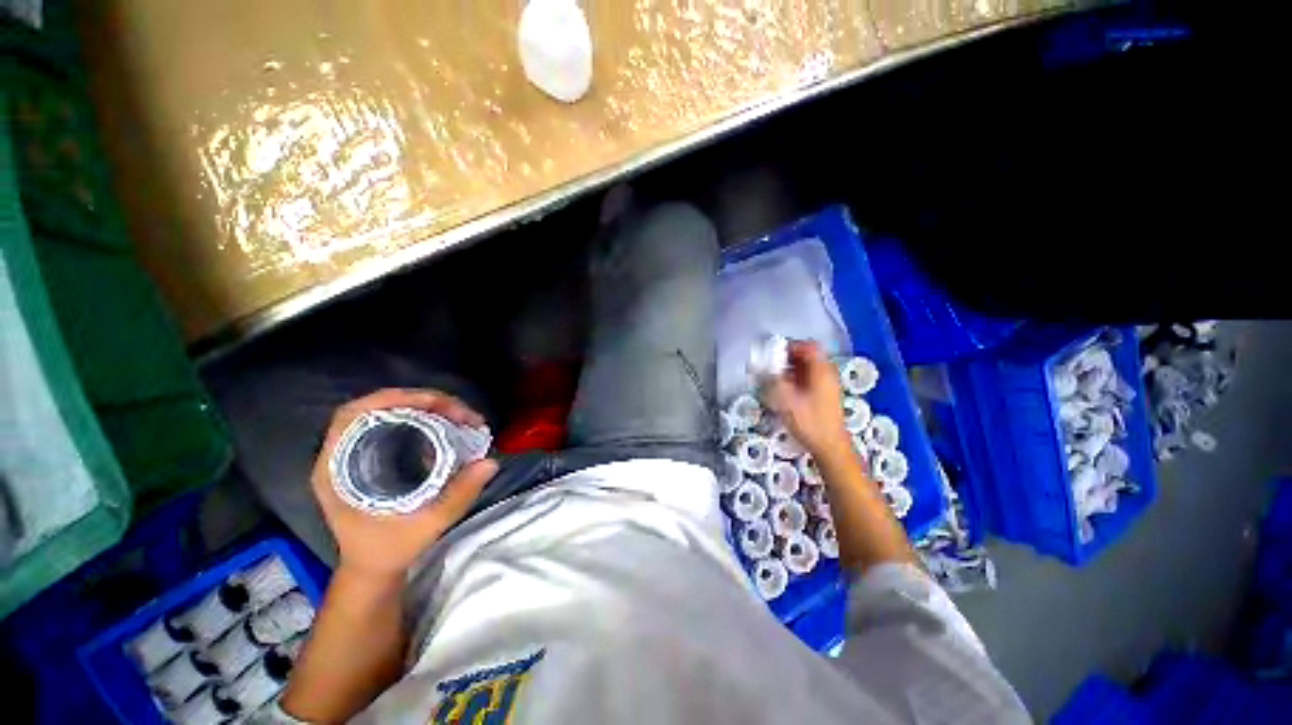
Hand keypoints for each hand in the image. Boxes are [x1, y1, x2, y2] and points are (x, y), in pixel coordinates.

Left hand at [310, 389, 498, 580]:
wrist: (374, 568)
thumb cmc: (389, 549)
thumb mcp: (426, 526)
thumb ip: (458, 495)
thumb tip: (490, 462)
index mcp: (337, 470)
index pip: (354, 416)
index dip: (393, 400)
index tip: (434, 403)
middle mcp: (342, 455)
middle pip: (377, 408)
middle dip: (421, 401)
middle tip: (459, 412)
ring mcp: (358, 454)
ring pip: (389, 413)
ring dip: (426, 407)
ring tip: (459, 416)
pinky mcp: (374, 456)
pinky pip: (397, 424)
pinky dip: (425, 418)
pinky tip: (447, 425)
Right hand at [763, 340, 851, 459]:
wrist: (830, 447)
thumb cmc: (809, 422)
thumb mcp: (786, 400)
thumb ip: (773, 379)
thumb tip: (760, 365)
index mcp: (821, 371)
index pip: (809, 346)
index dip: (790, 346)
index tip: (774, 353)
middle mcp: (827, 374)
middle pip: (808, 355)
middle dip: (787, 358)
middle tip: (770, 366)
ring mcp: (827, 385)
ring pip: (807, 367)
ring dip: (790, 369)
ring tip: (774, 378)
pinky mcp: (825, 395)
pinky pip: (809, 378)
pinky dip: (795, 379)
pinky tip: (784, 390)